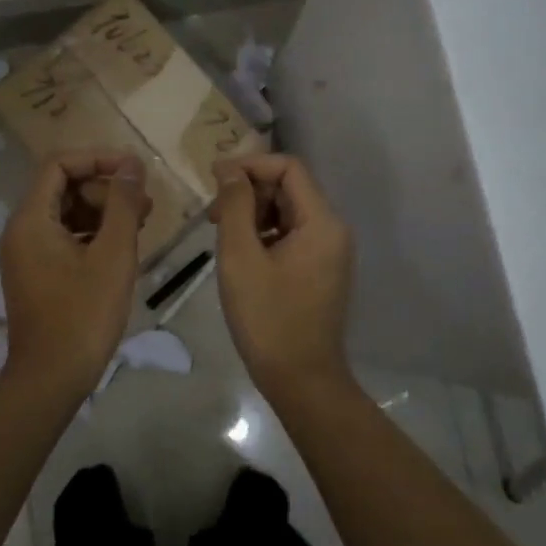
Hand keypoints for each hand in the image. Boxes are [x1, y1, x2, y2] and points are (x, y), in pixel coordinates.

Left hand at [0, 150, 150, 394]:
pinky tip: (122, 246)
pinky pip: (63, 237)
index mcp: (31, 219)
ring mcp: (26, 254)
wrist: (51, 378)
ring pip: (66, 213)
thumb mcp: (113, 255)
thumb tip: (132, 165)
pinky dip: (92, 234)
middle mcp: (21, 230)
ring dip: (103, 211)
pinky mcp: (36, 273)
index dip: (98, 158)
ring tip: (142, 223)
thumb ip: (123, 204)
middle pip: (63, 187)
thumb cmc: (84, 315)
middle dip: (105, 188)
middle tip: (145, 203)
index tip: (134, 169)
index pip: (59, 164)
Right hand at [209, 154, 353, 393]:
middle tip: (213, 215)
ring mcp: (329, 251)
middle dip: (249, 191)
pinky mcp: (320, 270)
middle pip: (289, 188)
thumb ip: (235, 205)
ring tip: (222, 235)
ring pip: (288, 212)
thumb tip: (229, 168)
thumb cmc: (268, 318)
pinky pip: (291, 235)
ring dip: (254, 213)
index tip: (214, 178)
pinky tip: (240, 255)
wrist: (301, 379)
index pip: (289, 168)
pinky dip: (264, 234)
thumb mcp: (241, 257)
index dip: (250, 165)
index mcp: (322, 222)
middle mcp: (333, 230)